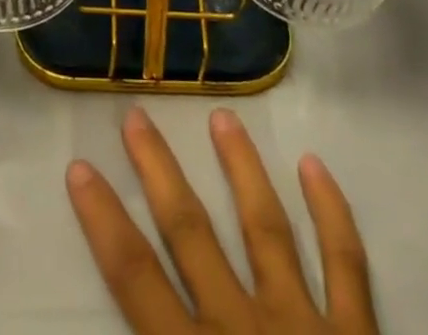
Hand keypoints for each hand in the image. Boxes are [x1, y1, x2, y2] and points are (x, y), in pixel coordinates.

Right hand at [67, 108, 376, 334]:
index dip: (104, 222)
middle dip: (159, 171)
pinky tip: (314, 165)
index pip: (135, 279)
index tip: (81, 168)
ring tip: (224, 117)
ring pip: (265, 227)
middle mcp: (243, 332)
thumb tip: (127, 313)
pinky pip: (347, 263)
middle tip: (137, 115)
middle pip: (190, 233)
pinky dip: (331, 211)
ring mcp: (304, 326)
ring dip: (241, 169)